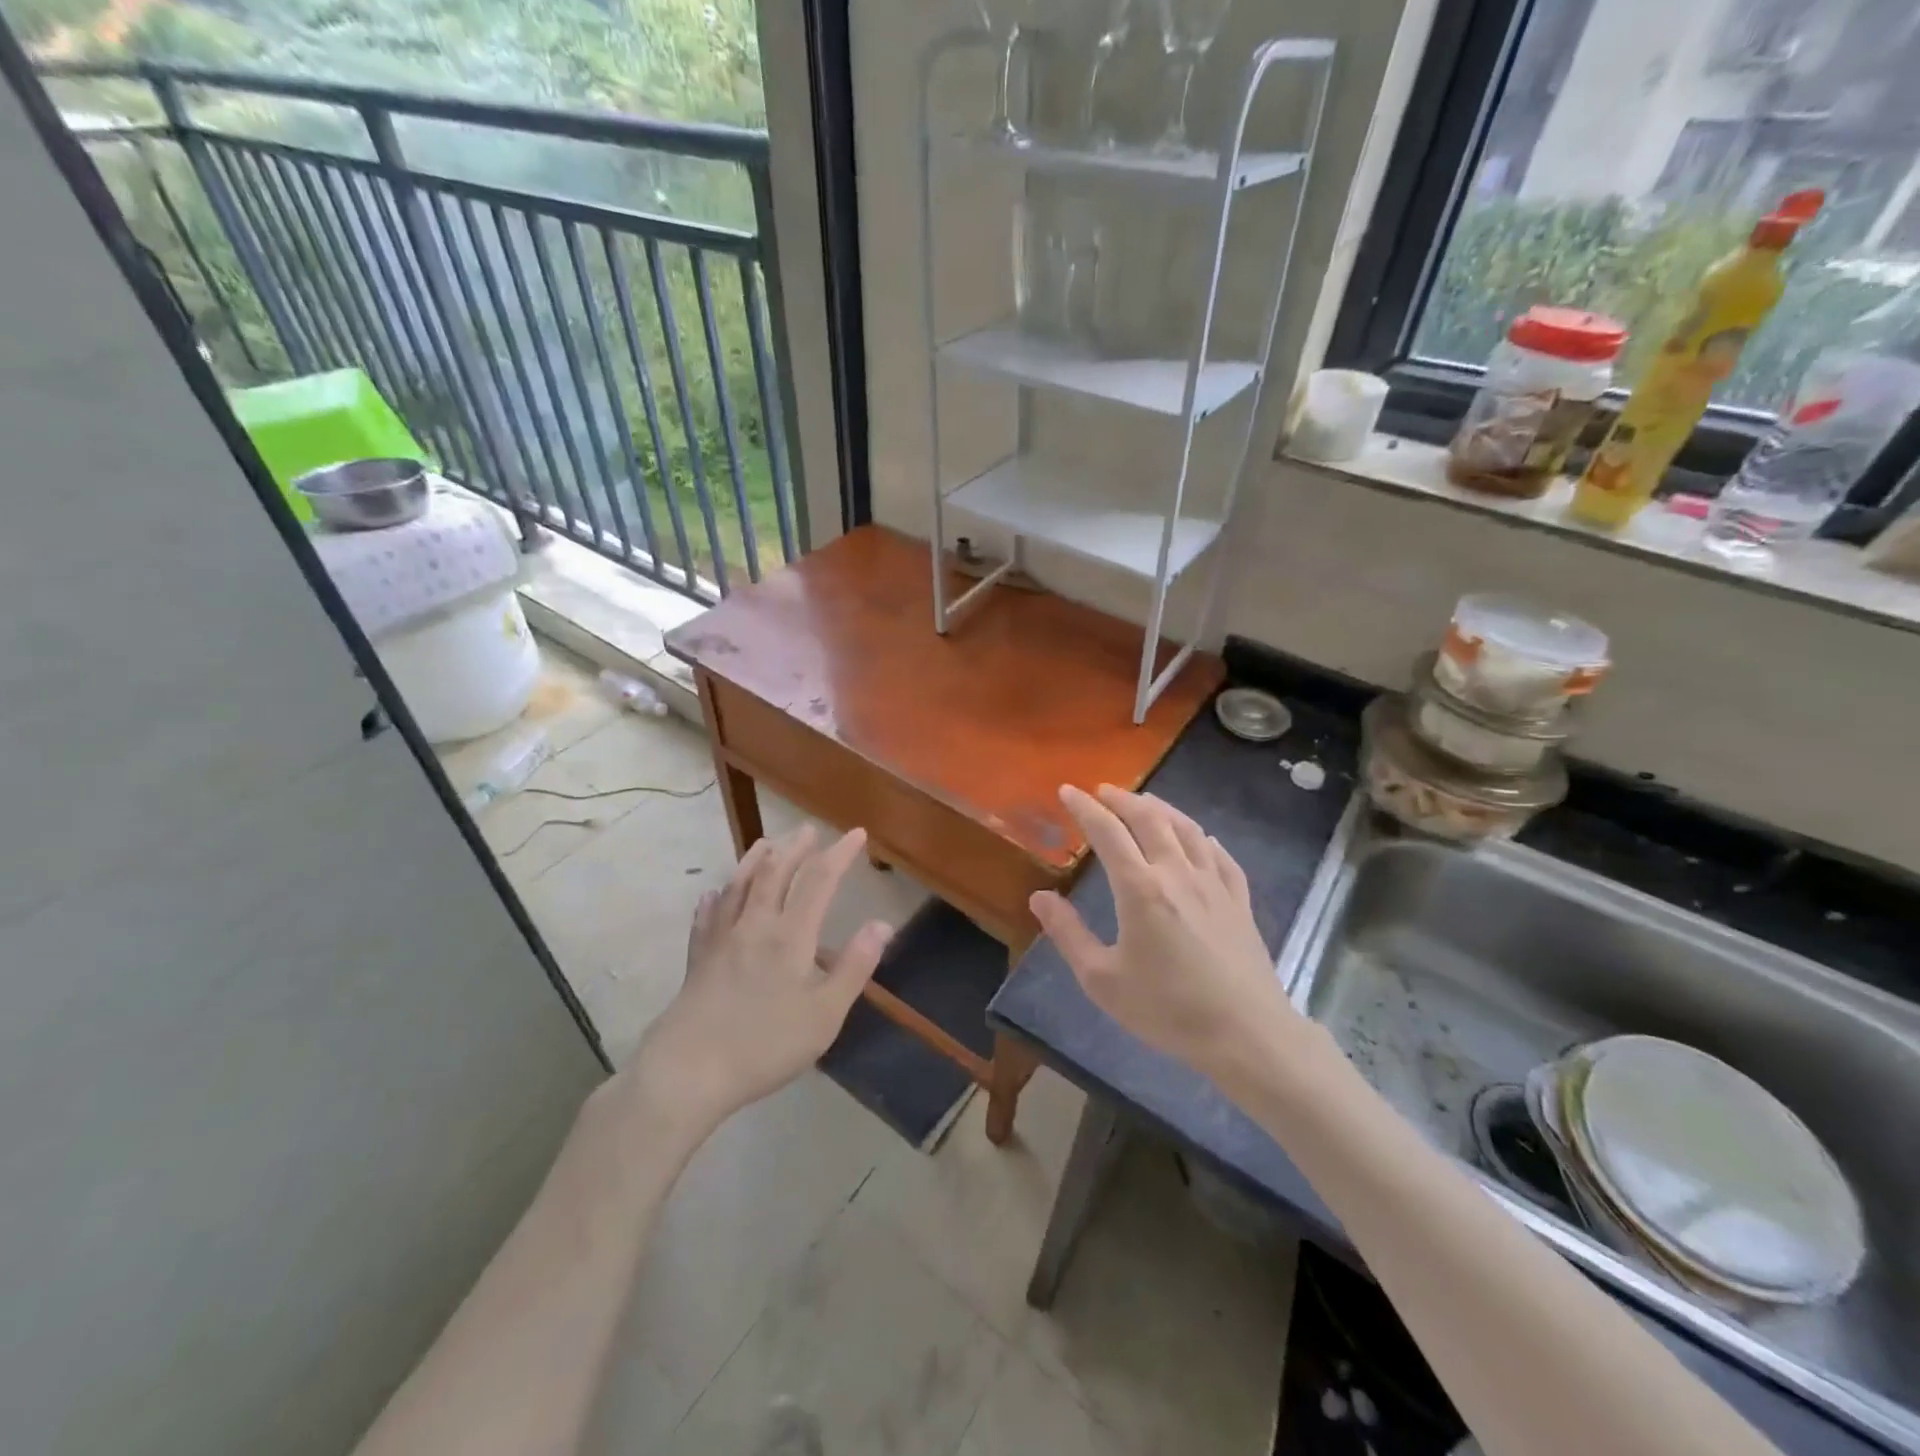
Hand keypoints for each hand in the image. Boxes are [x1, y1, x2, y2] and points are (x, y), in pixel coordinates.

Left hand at [630, 825, 892, 1129]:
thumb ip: (855, 967)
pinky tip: (712, 894)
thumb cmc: (765, 1044)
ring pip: (739, 887)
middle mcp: (755, 925)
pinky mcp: (697, 959)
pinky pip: (706, 918)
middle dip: (795, 848)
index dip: (839, 854)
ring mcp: (721, 940)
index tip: (856, 834)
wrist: (689, 1070)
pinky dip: (714, 900)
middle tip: (808, 830)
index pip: (819, 881)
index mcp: (791, 936)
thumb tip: (882, 924)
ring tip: (766, 843)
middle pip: (776, 873)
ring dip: (755, 861)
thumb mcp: (825, 1014)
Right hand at [1029, 784, 1297, 1077]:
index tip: (1068, 790)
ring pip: (1187, 830)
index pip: (1107, 833)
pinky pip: (1221, 856)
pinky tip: (1201, 838)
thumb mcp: (1103, 980)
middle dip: (1123, 799)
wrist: (1246, 1034)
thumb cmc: (1167, 1009)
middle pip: (1150, 819)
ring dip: (1162, 809)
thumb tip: (1039, 897)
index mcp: (1140, 889)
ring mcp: (1214, 884)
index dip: (1084, 808)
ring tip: (1145, 803)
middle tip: (1103, 791)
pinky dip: (1203, 838)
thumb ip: (1068, 934)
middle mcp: (1177, 874)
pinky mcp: (1240, 901)